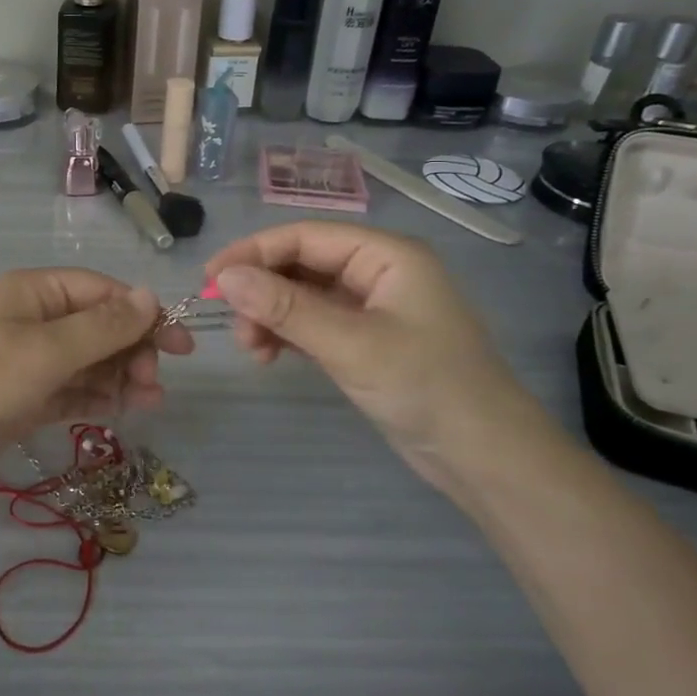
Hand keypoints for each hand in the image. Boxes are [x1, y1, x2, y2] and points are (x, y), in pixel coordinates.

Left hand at [0, 270, 194, 493]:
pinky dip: (96, 398)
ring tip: (149, 402)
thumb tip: (150, 296)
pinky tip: (120, 411)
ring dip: (120, 378)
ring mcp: (28, 362)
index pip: (101, 292)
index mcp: (34, 292)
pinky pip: (72, 391)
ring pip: (89, 362)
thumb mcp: (47, 350)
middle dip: (131, 351)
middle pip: (98, 327)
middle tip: (154, 383)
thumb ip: (102, 327)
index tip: (180, 344)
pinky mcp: (25, 399)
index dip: (142, 314)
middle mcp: (33, 320)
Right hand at [204, 222, 534, 485]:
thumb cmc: (426, 387)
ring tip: (252, 350)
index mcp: (385, 255)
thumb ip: (285, 308)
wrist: (486, 459)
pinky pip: (312, 323)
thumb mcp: (350, 344)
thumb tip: (224, 278)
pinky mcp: (364, 340)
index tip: (210, 278)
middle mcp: (377, 272)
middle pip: (300, 263)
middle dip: (261, 290)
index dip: (253, 252)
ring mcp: (371, 307)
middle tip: (232, 325)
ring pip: (301, 295)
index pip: (305, 236)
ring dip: (270, 316)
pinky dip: (286, 334)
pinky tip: (268, 356)